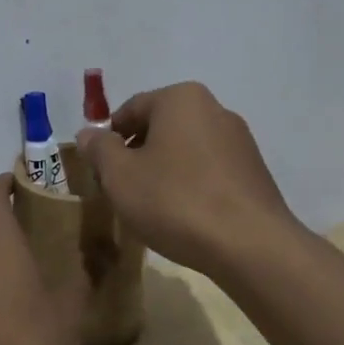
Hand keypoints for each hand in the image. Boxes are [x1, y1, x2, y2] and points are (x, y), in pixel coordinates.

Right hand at [78, 81, 303, 279]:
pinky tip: (184, 217)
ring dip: (163, 172)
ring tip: (152, 209)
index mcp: (180, 98)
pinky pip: (209, 170)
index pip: (130, 110)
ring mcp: (239, 140)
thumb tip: (89, 133)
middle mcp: (214, 108)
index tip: (99, 172)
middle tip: (121, 191)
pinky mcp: (254, 171)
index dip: (107, 140)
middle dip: (136, 156)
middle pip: (159, 128)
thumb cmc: (176, 201)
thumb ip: (99, 149)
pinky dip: (191, 186)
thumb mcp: (120, 176)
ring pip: (184, 150)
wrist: (250, 245)